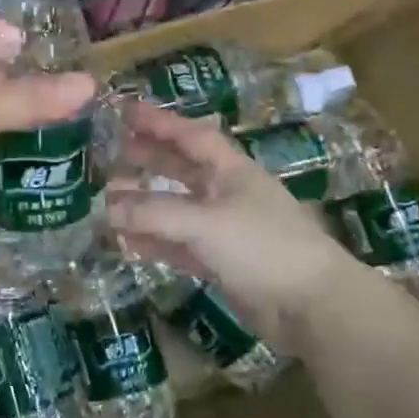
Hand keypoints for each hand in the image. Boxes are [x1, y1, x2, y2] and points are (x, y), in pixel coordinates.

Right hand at [107, 102, 352, 350]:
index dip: (159, 122)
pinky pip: (178, 245)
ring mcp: (224, 230)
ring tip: (108, 198)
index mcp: (231, 171)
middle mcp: (226, 194)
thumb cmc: (263, 247)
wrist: (312, 306)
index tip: (125, 111)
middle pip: (181, 169)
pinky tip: (127, 243)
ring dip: (145, 204)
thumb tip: (106, 208)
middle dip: (148, 158)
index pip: (190, 136)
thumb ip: (154, 213)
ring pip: (176, 209)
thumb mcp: (205, 223)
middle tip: (111, 152)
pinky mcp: (221, 263)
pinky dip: (154, 242)